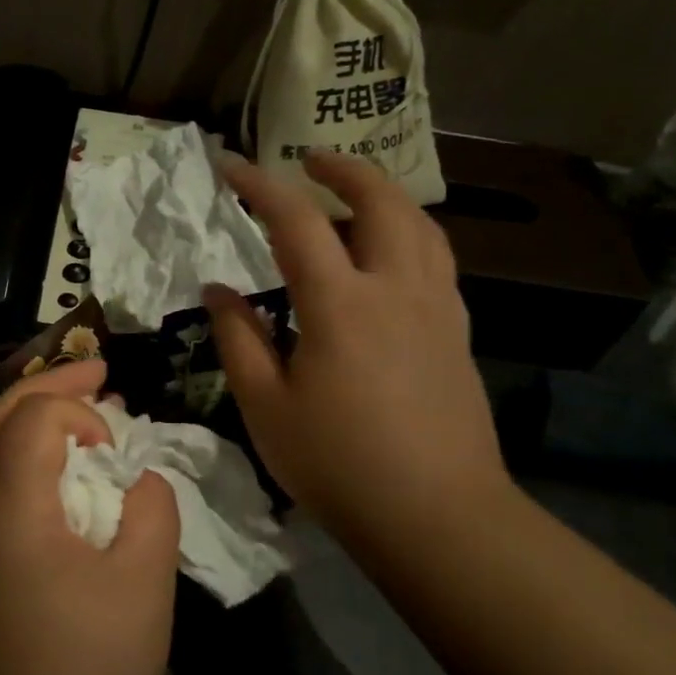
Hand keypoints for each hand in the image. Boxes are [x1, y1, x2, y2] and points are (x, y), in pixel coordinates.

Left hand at [0, 360, 180, 674]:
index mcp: (9, 509)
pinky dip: (17, 449)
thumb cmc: (91, 667)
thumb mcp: (144, 584)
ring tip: (78, 407)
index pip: (32, 418)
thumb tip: (137, 477)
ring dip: (29, 414)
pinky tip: (53, 461)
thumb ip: (151, 509)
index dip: (78, 410)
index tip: (117, 437)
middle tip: (97, 371)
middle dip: (48, 385)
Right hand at [204, 150, 515, 557]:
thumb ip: (239, 339)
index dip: (261, 185)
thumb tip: (218, 289)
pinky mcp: (457, 331)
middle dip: (343, 169)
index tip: (231, 165)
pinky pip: (437, 258)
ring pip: (419, 223)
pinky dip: (411, 233)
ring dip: (384, 195)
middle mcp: (395, 288)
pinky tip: (392, 254)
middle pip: (380, 200)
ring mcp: (436, 307)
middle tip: (310, 159)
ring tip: (354, 195)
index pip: (296, 221)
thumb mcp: (266, 407)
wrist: (437, 515)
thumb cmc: (338, 464)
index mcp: (340, 304)